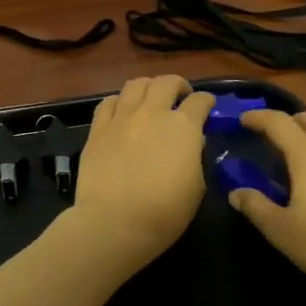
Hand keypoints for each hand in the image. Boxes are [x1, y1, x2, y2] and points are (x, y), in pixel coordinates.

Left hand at [66, 76, 214, 272]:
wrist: (115, 223)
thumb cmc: (165, 212)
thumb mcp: (197, 186)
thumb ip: (195, 157)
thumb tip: (191, 142)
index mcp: (183, 126)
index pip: (200, 101)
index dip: (207, 102)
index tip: (208, 107)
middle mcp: (153, 112)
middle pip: (167, 82)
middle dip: (178, 86)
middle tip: (180, 97)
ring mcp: (122, 118)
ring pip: (136, 84)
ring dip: (148, 87)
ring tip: (151, 98)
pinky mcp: (97, 129)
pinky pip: (108, 102)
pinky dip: (119, 101)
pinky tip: (122, 110)